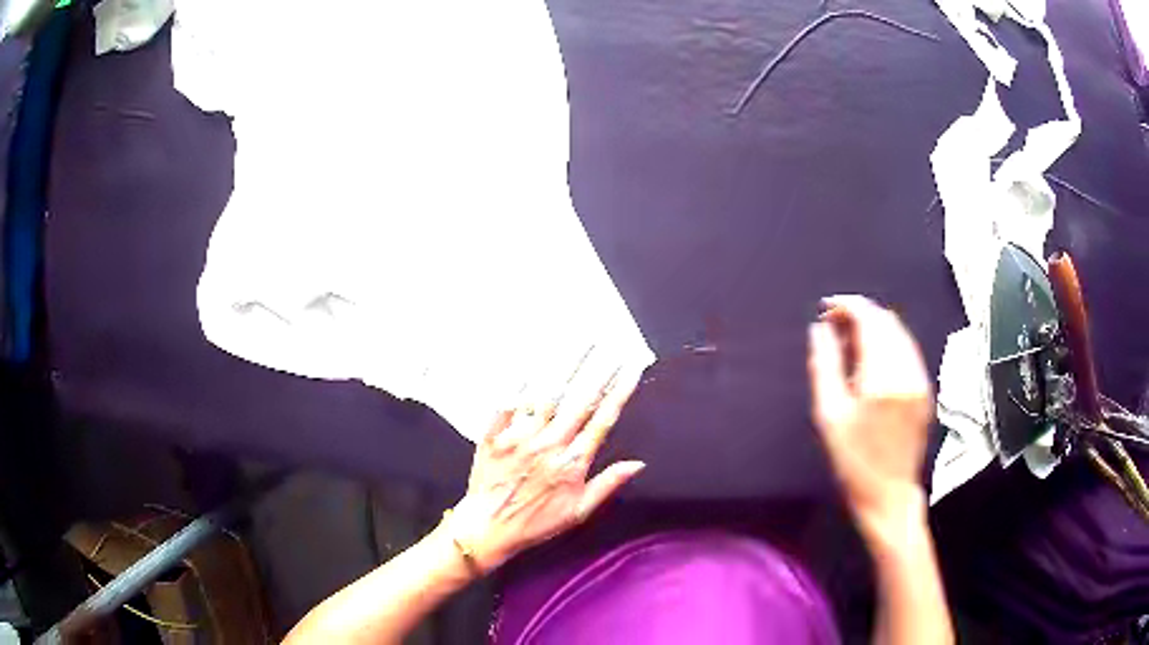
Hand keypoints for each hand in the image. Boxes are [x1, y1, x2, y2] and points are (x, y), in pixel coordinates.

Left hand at [447, 357, 646, 571]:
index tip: (631, 371)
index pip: (601, 421)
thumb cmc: (535, 523)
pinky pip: (508, 403)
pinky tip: (531, 363)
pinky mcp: (495, 435)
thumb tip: (638, 463)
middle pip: (577, 401)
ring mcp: (519, 436)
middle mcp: (548, 443)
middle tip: (610, 347)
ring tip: (579, 345)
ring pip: (546, 396)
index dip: (619, 394)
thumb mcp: (578, 512)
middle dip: (597, 372)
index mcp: (571, 462)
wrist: (486, 528)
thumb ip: (607, 484)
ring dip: (565, 369)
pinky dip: (519, 383)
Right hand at [807, 295, 932, 533]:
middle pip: (886, 321)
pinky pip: (908, 349)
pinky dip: (888, 342)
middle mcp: (907, 371)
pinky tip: (872, 358)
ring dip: (874, 326)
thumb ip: (824, 366)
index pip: (869, 320)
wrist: (889, 493)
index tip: (827, 309)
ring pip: (899, 332)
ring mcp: (921, 379)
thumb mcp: (829, 416)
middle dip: (860, 313)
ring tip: (850, 341)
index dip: (847, 306)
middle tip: (835, 326)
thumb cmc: (853, 461)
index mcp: (882, 378)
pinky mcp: (926, 388)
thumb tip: (820, 329)